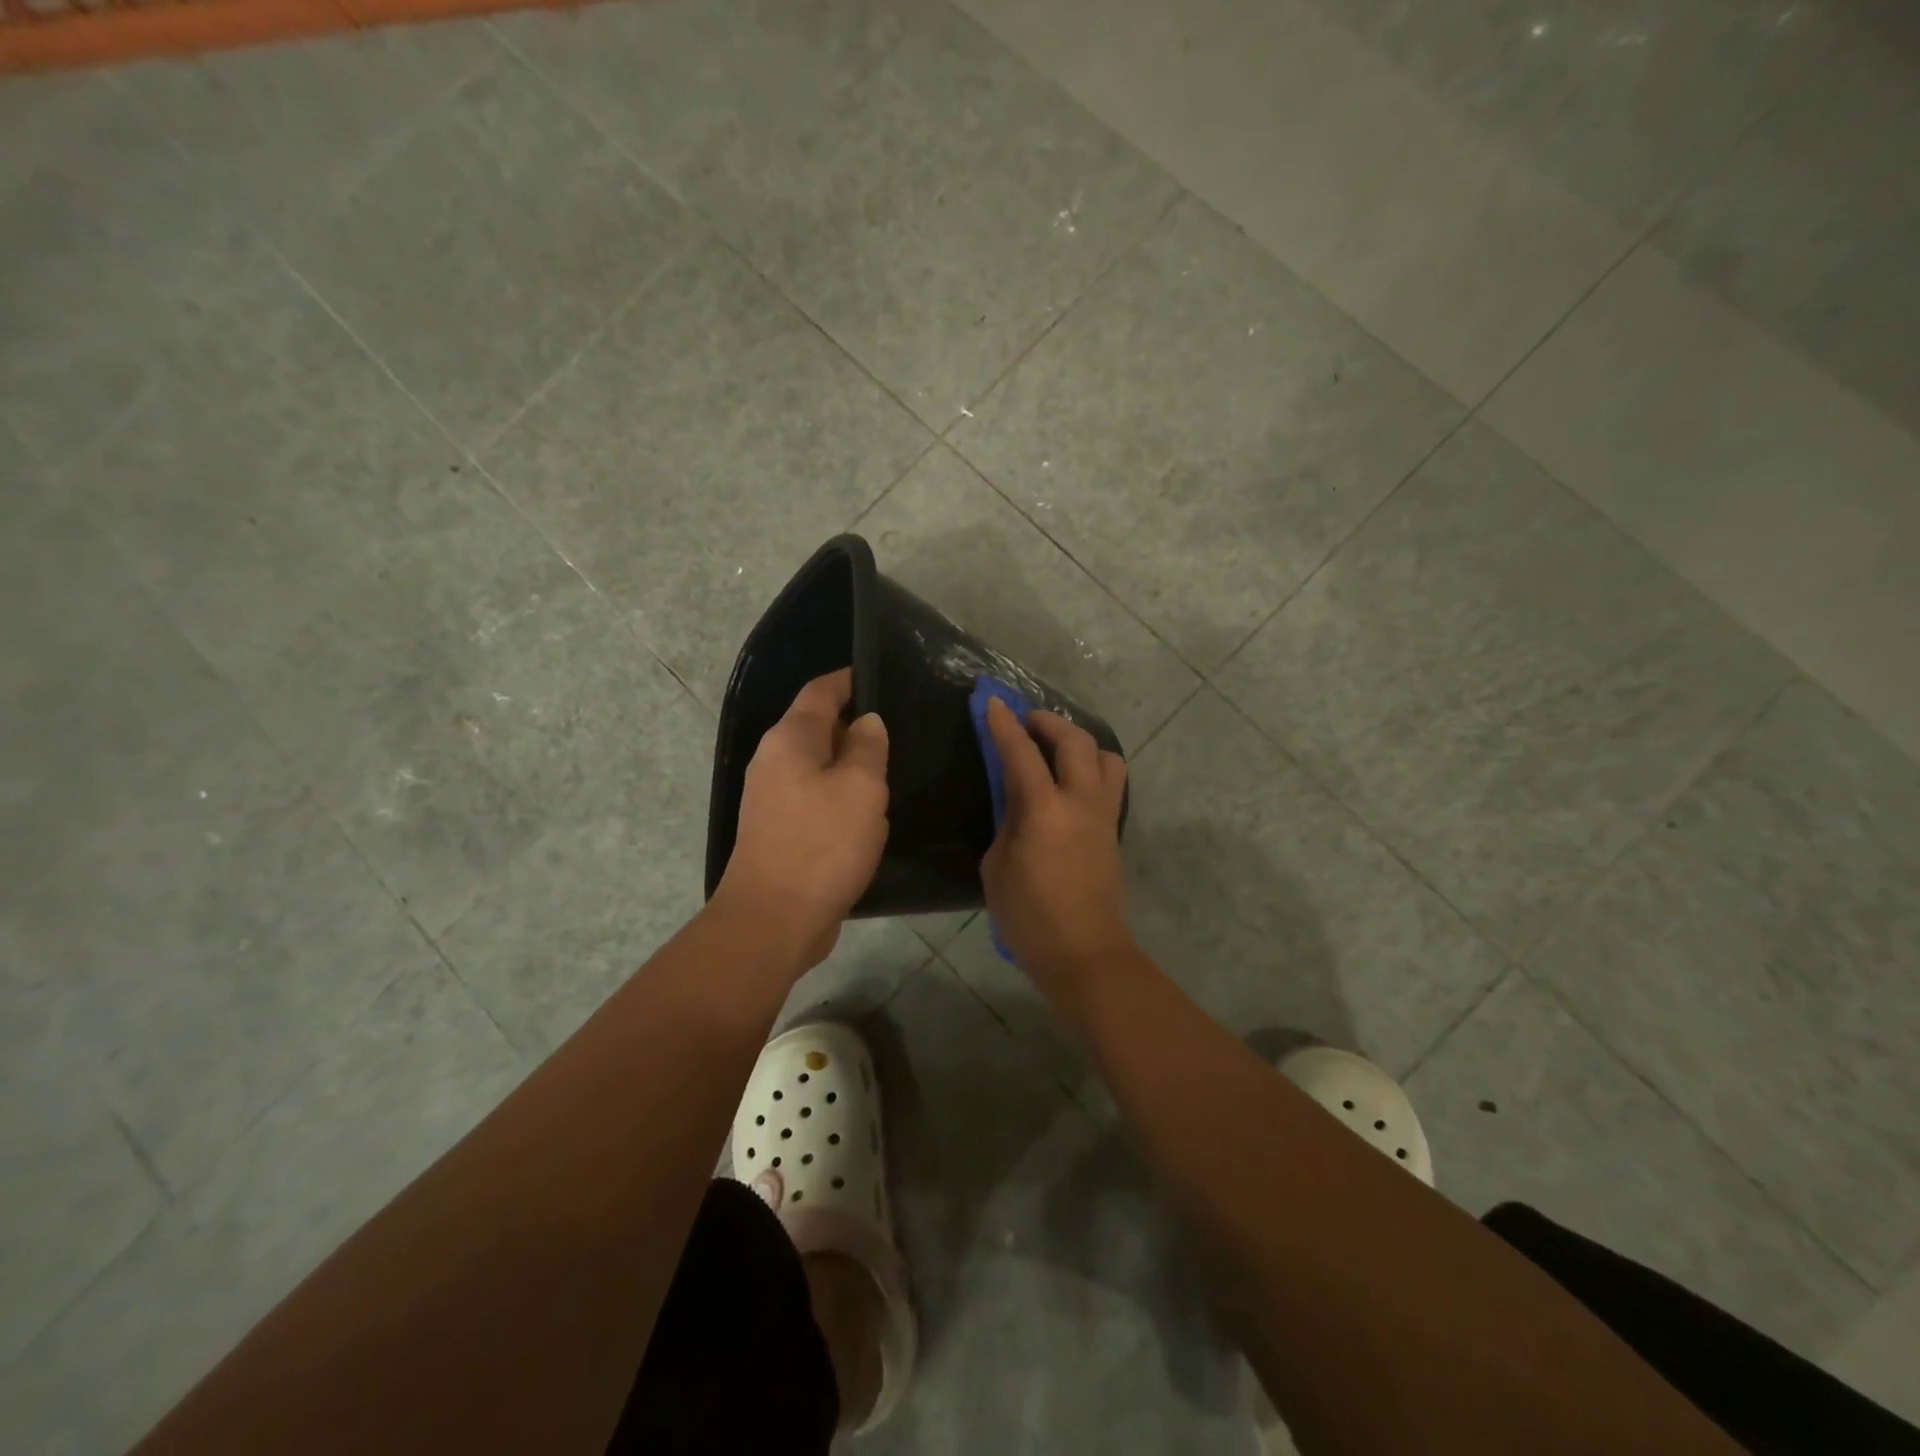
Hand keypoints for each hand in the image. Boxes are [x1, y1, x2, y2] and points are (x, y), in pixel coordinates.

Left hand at [714, 669, 888, 969]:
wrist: (774, 919)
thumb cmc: (822, 844)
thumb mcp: (860, 788)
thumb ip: (867, 747)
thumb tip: (866, 722)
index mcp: (790, 739)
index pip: (821, 692)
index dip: (850, 679)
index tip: (881, 675)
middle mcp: (774, 761)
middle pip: (818, 727)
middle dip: (856, 725)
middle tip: (900, 728)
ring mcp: (773, 798)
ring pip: (820, 766)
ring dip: (851, 766)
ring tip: (891, 768)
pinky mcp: (781, 830)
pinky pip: (816, 798)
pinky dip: (841, 797)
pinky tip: (868, 812)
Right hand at [980, 699, 1132, 999]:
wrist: (1083, 953)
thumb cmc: (1028, 916)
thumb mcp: (997, 866)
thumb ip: (1007, 821)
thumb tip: (1015, 800)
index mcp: (1044, 811)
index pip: (1021, 753)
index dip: (1004, 724)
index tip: (991, 701)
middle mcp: (1080, 802)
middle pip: (1074, 741)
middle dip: (1049, 721)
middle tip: (1027, 721)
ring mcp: (1103, 815)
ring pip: (1105, 756)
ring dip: (1080, 742)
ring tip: (1057, 749)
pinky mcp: (1113, 830)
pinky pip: (1110, 782)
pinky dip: (1091, 767)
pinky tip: (1070, 782)